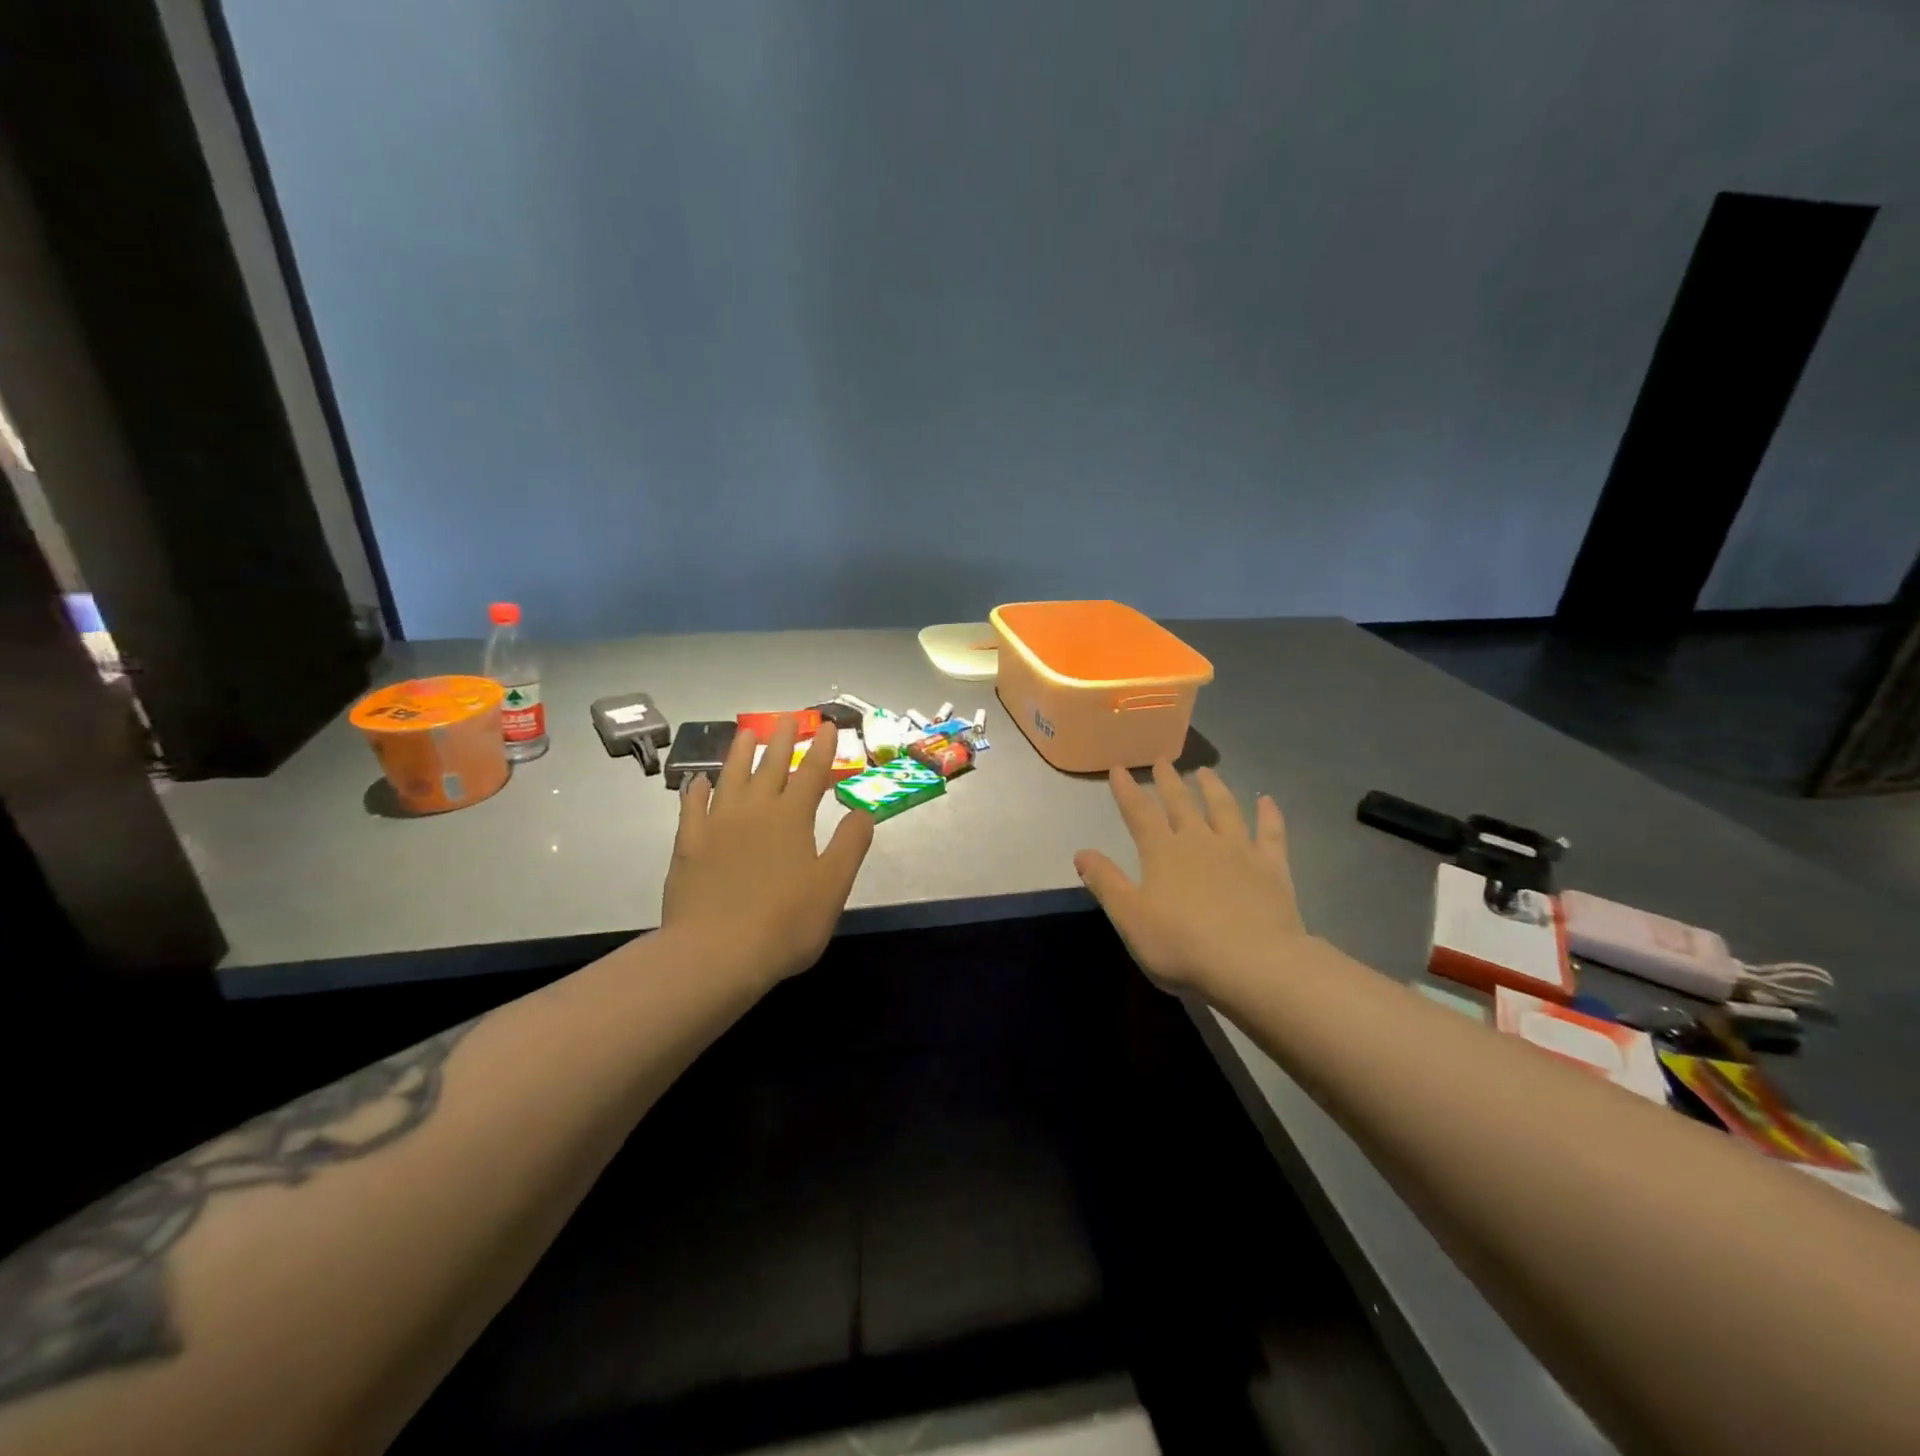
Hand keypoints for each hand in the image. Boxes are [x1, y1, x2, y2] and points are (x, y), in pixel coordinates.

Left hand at [663, 715, 874, 987]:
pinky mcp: (688, 844)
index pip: (811, 773)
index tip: (828, 726)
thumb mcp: (833, 886)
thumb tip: (862, 811)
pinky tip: (698, 782)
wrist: (715, 953)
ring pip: (730, 778)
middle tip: (788, 717)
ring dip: (739, 754)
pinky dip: (697, 791)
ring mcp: (717, 825)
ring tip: (746, 732)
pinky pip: (692, 807)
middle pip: (770, 766)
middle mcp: (754, 811)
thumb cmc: (785, 923)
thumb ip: (850, 845)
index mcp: (792, 818)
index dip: (822, 749)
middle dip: (782, 740)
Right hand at [1074, 763, 1307, 994]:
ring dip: (1214, 788)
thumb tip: (1081, 852)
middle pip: (1181, 803)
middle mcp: (1200, 841)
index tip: (1119, 768)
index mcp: (1163, 852)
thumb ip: (1106, 882)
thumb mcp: (1130, 918)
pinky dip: (1269, 815)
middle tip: (1162, 760)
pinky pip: (1271, 833)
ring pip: (1225, 809)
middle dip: (1168, 781)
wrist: (1254, 964)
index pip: (1139, 813)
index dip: (1127, 790)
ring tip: (1206, 772)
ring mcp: (1240, 851)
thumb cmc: (1182, 945)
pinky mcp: (1272, 868)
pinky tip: (1267, 801)